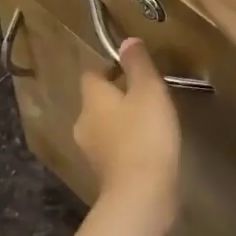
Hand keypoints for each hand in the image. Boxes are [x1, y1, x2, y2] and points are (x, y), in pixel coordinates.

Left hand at [74, 37, 180, 217]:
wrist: (141, 194)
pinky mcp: (104, 173)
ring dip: (122, 121)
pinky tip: (148, 148)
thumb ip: (138, 64)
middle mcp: (83, 122)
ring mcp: (91, 151)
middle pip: (96, 101)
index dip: (109, 68)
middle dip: (117, 96)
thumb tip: (126, 41)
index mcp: (91, 98)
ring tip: (151, 121)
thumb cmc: (145, 135)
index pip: (91, 74)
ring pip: (104, 126)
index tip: (133, 70)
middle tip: (147, 95)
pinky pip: (113, 149)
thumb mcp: (148, 91)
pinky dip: (126, 144)